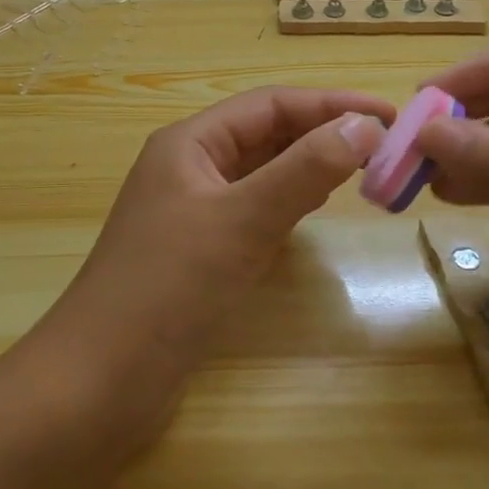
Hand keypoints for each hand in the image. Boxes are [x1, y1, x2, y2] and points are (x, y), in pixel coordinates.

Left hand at [45, 88, 391, 403]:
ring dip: (309, 166)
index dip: (330, 104)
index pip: (270, 104)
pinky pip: (254, 209)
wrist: (99, 384)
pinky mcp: (199, 251)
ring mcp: (192, 210)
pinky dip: (289, 202)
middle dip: (322, 133)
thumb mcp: (242, 220)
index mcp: (190, 142)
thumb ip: (304, 170)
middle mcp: (190, 166)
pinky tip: (314, 210)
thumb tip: (364, 124)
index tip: (389, 115)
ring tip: (362, 169)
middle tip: (385, 146)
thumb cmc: (168, 288)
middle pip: (266, 133)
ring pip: (261, 171)